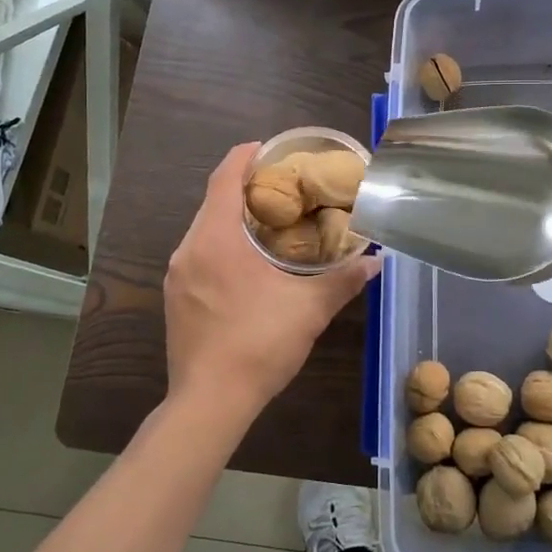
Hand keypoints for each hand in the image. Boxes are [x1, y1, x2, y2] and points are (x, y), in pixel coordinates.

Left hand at [164, 142, 379, 426]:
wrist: (209, 403)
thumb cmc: (258, 344)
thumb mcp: (309, 310)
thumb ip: (343, 280)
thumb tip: (376, 262)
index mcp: (216, 239)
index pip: (224, 178)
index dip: (245, 156)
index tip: (269, 149)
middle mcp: (188, 249)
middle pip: (213, 201)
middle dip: (244, 188)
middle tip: (282, 187)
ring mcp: (177, 275)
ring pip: (204, 229)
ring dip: (232, 218)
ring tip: (269, 222)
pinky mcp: (175, 298)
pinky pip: (198, 254)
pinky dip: (221, 244)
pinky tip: (247, 263)